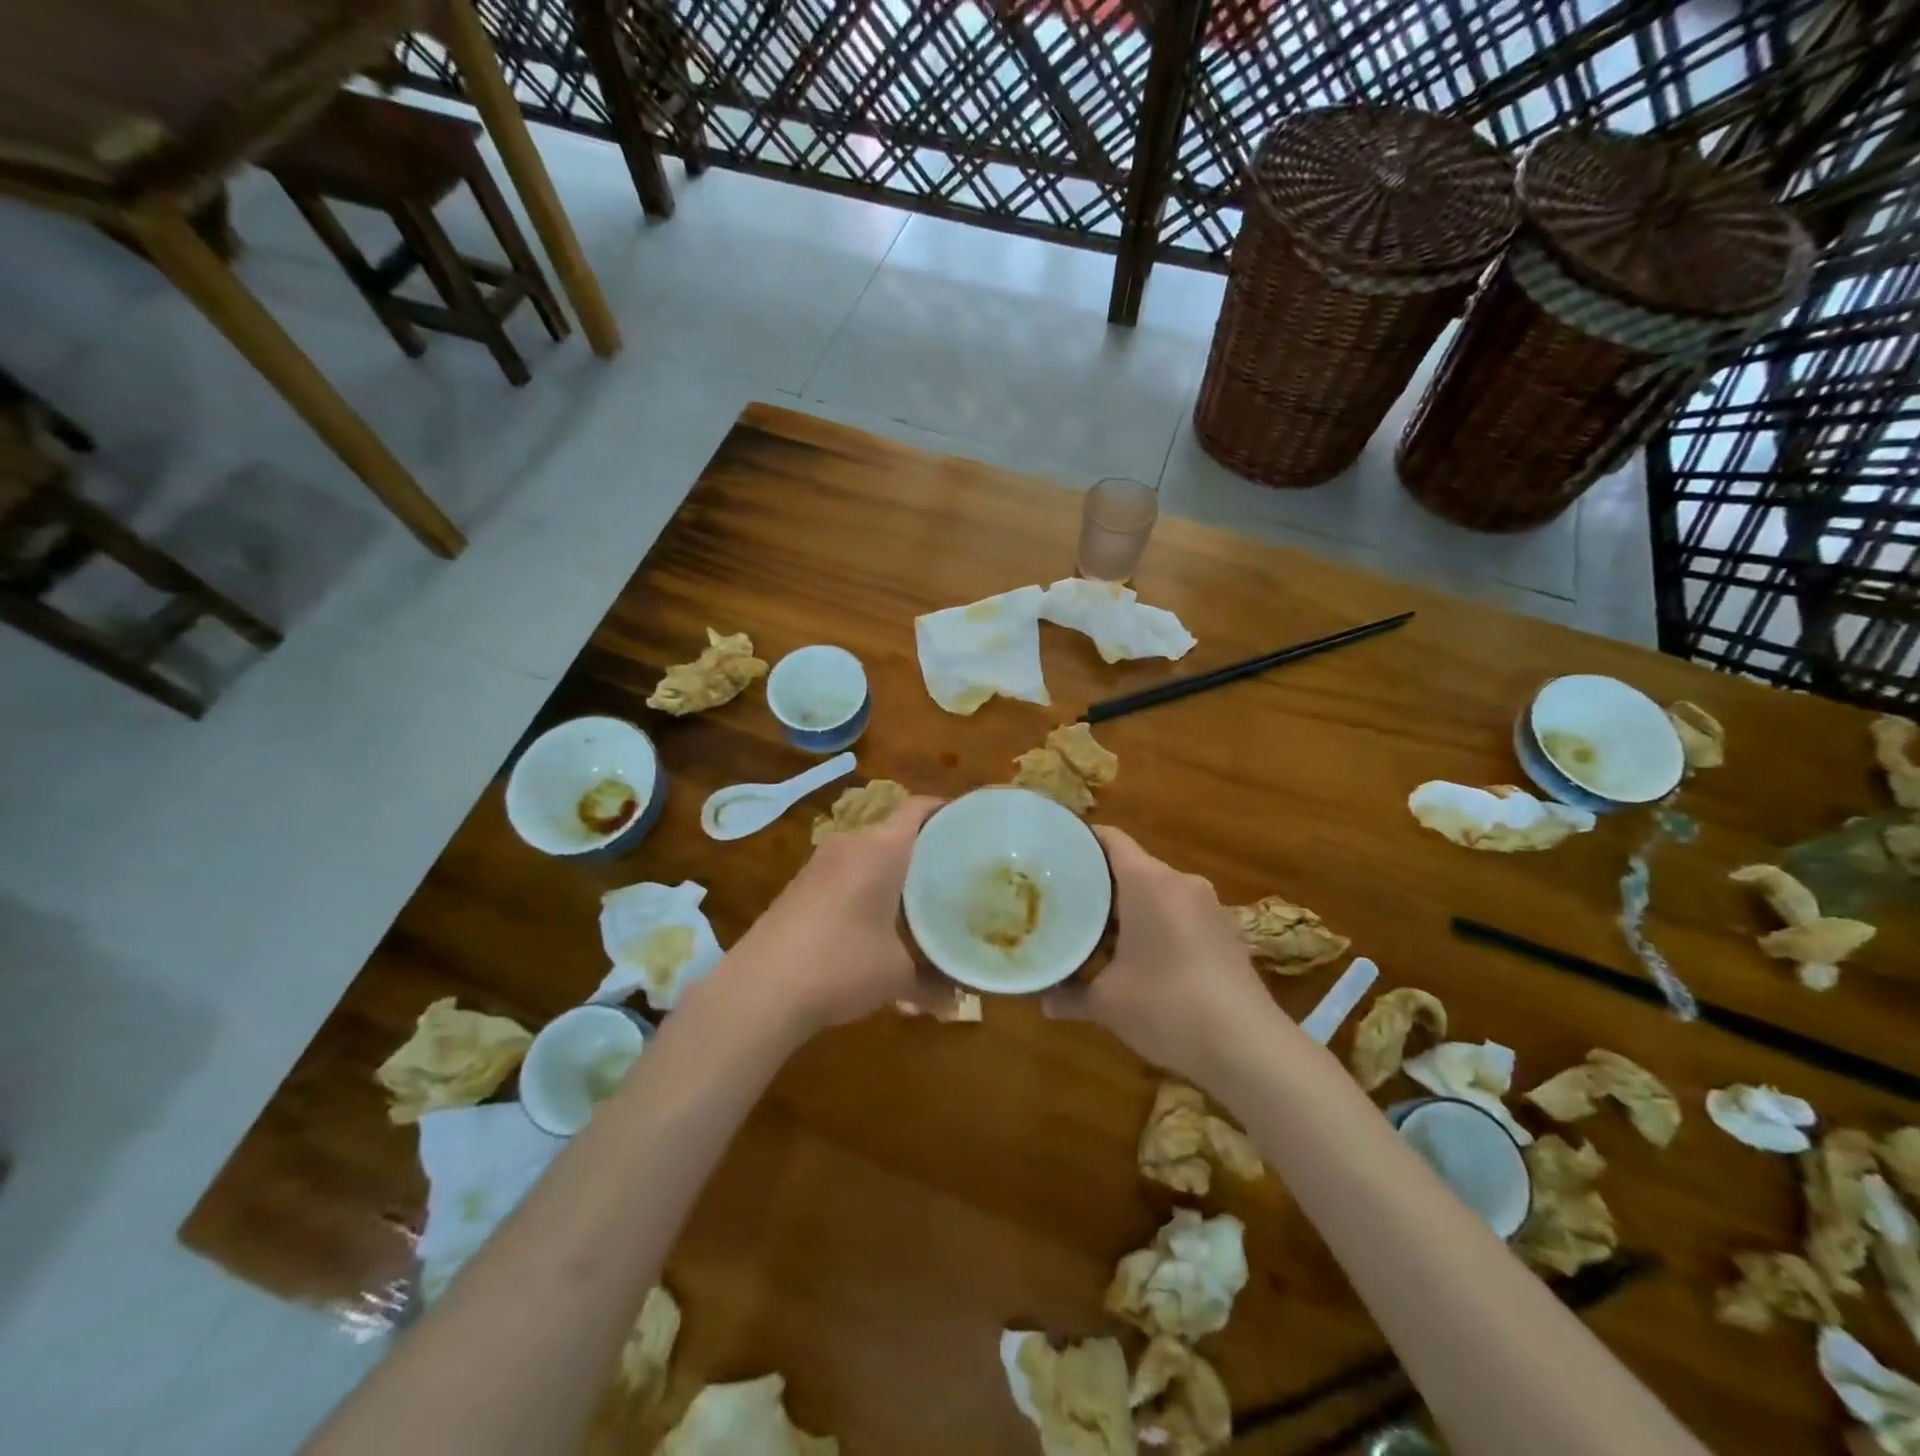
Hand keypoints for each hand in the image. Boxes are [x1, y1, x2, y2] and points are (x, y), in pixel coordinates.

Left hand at [725, 796, 943, 1036]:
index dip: (948, 812)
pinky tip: (877, 919)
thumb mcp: (897, 977)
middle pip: (896, 830)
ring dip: (894, 869)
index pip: (919, 808)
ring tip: (922, 898)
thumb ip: (935, 984)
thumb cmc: (841, 965)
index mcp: (880, 849)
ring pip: (869, 852)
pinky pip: (847, 871)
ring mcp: (820, 863)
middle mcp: (850, 844)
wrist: (760, 990)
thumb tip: (960, 1003)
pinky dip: (868, 884)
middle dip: (925, 849)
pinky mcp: (801, 884)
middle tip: (956, 872)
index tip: (973, 830)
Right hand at [1044, 826, 1275, 1083]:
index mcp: (1149, 882)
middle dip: (1098, 883)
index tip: (1053, 853)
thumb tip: (1043, 1000)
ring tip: (1094, 931)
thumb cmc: (1168, 1008)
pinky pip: (1178, 913)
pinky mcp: (1225, 933)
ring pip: (1156, 892)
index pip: (1110, 839)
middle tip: (1063, 900)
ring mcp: (1208, 907)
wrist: (1250, 1049)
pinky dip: (1154, 925)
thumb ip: (1070, 995)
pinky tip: (1137, 957)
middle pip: (1131, 866)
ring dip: (1127, 909)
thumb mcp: (1108, 1004)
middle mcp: (1180, 883)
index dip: (1080, 840)